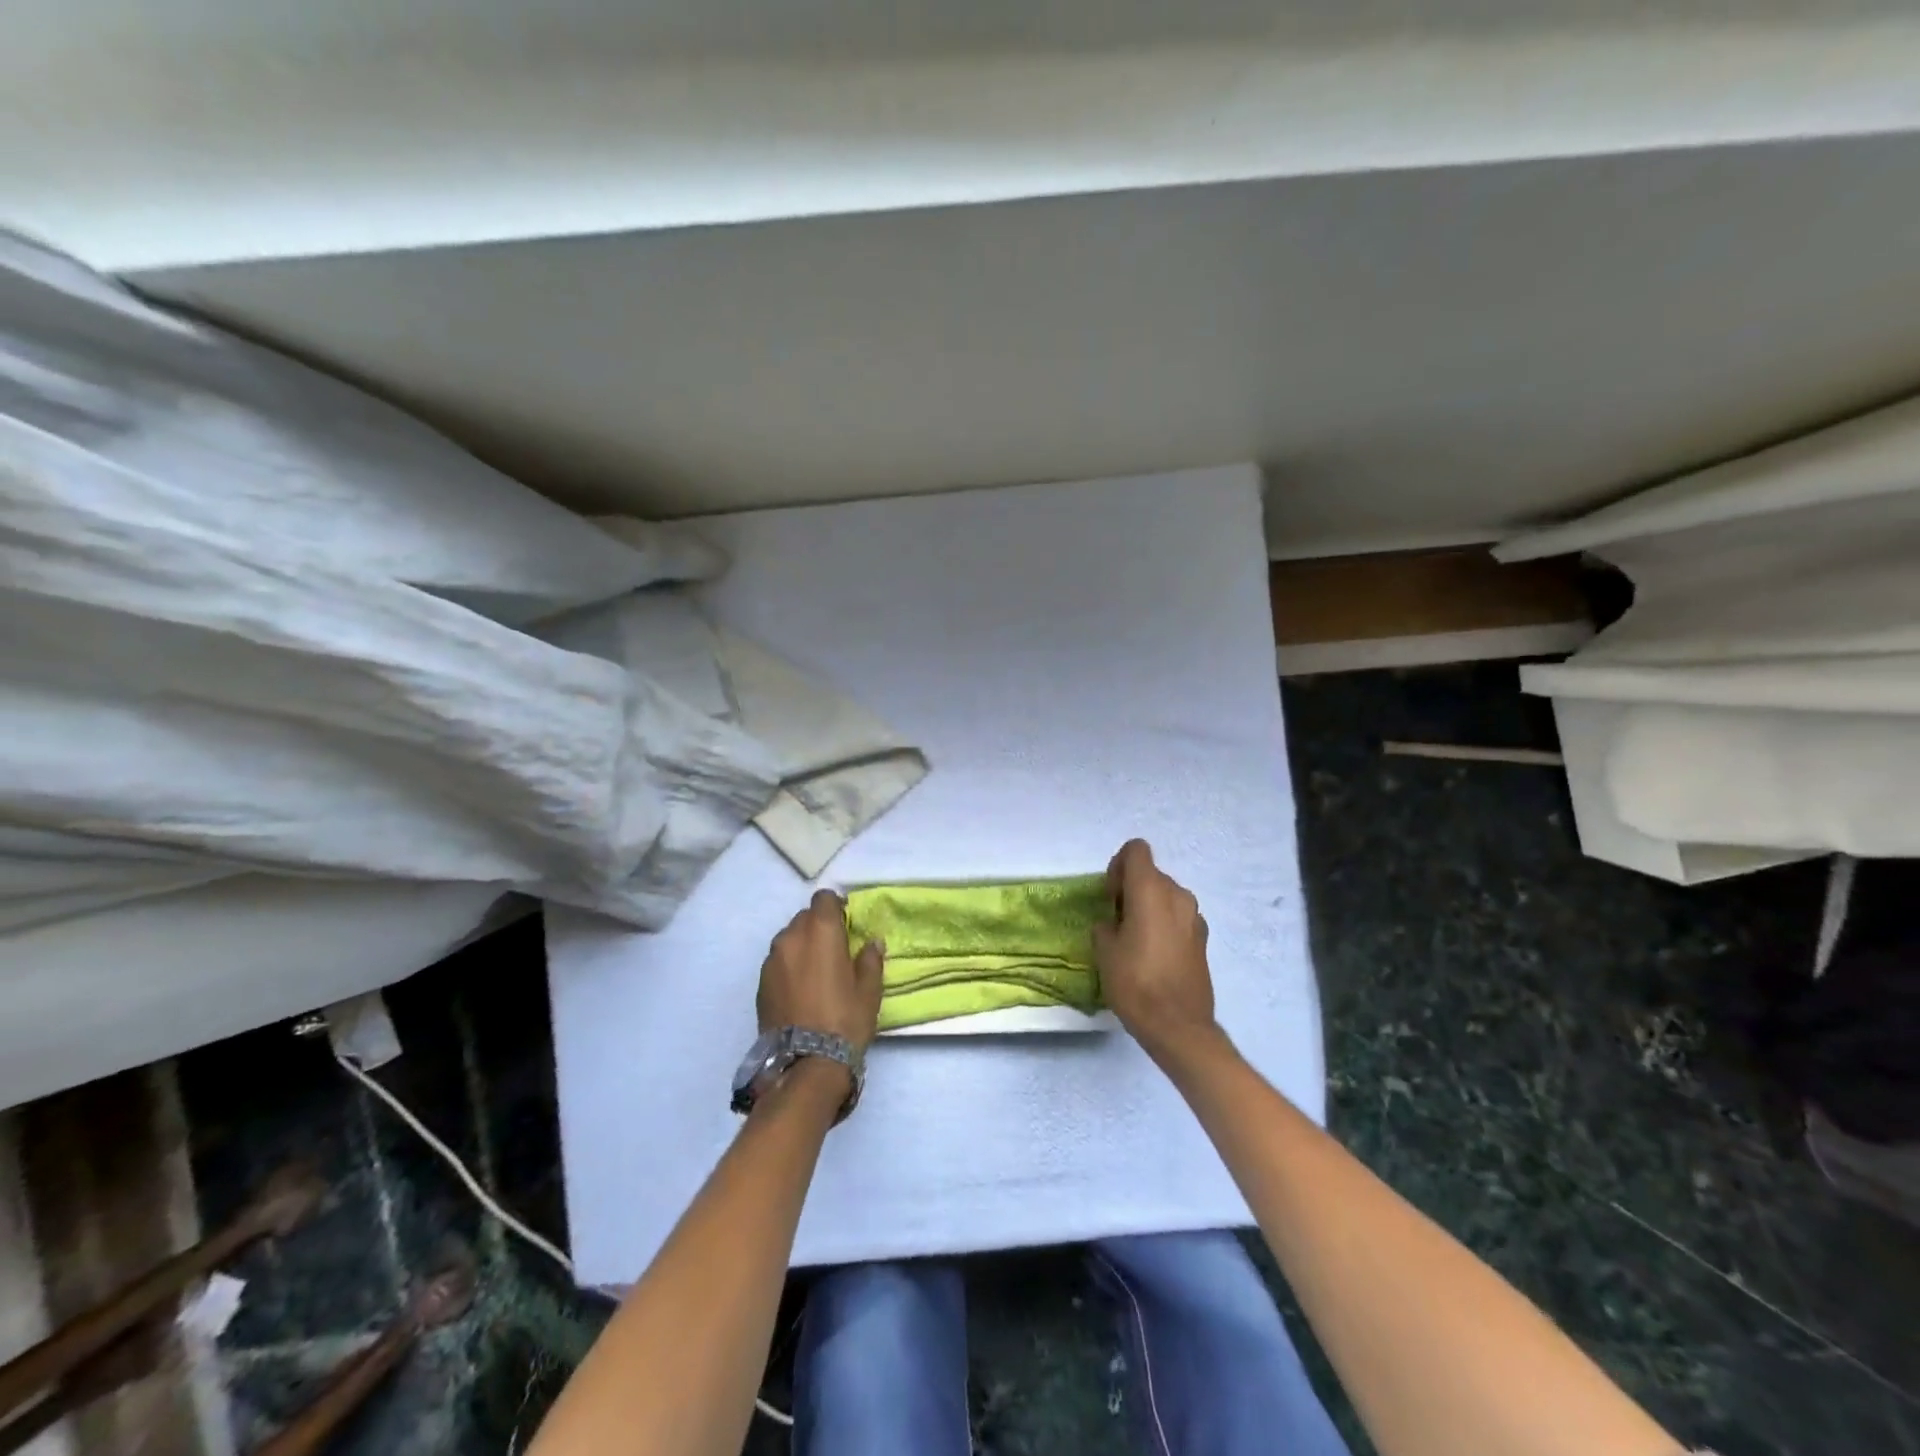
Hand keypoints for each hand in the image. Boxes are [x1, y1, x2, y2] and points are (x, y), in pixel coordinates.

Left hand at [757, 890, 885, 1052]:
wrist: (805, 1062)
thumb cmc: (845, 1020)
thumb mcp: (869, 990)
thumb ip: (870, 959)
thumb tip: (872, 942)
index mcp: (821, 931)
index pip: (824, 898)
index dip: (836, 907)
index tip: (847, 924)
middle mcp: (791, 937)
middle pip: (805, 917)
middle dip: (819, 926)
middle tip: (834, 949)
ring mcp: (772, 960)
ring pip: (789, 938)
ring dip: (802, 945)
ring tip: (816, 971)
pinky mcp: (760, 982)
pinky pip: (778, 961)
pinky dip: (789, 965)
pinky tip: (801, 989)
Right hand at [1093, 840, 1219, 1063]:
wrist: (1178, 1026)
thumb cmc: (1135, 982)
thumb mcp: (1104, 950)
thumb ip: (1106, 924)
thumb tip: (1114, 923)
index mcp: (1150, 889)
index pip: (1136, 850)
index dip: (1118, 866)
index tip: (1111, 897)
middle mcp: (1177, 894)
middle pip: (1151, 874)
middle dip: (1131, 889)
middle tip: (1117, 922)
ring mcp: (1195, 916)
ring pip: (1166, 896)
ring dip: (1149, 907)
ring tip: (1135, 941)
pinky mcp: (1203, 939)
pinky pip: (1178, 918)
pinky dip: (1165, 925)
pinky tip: (1155, 956)